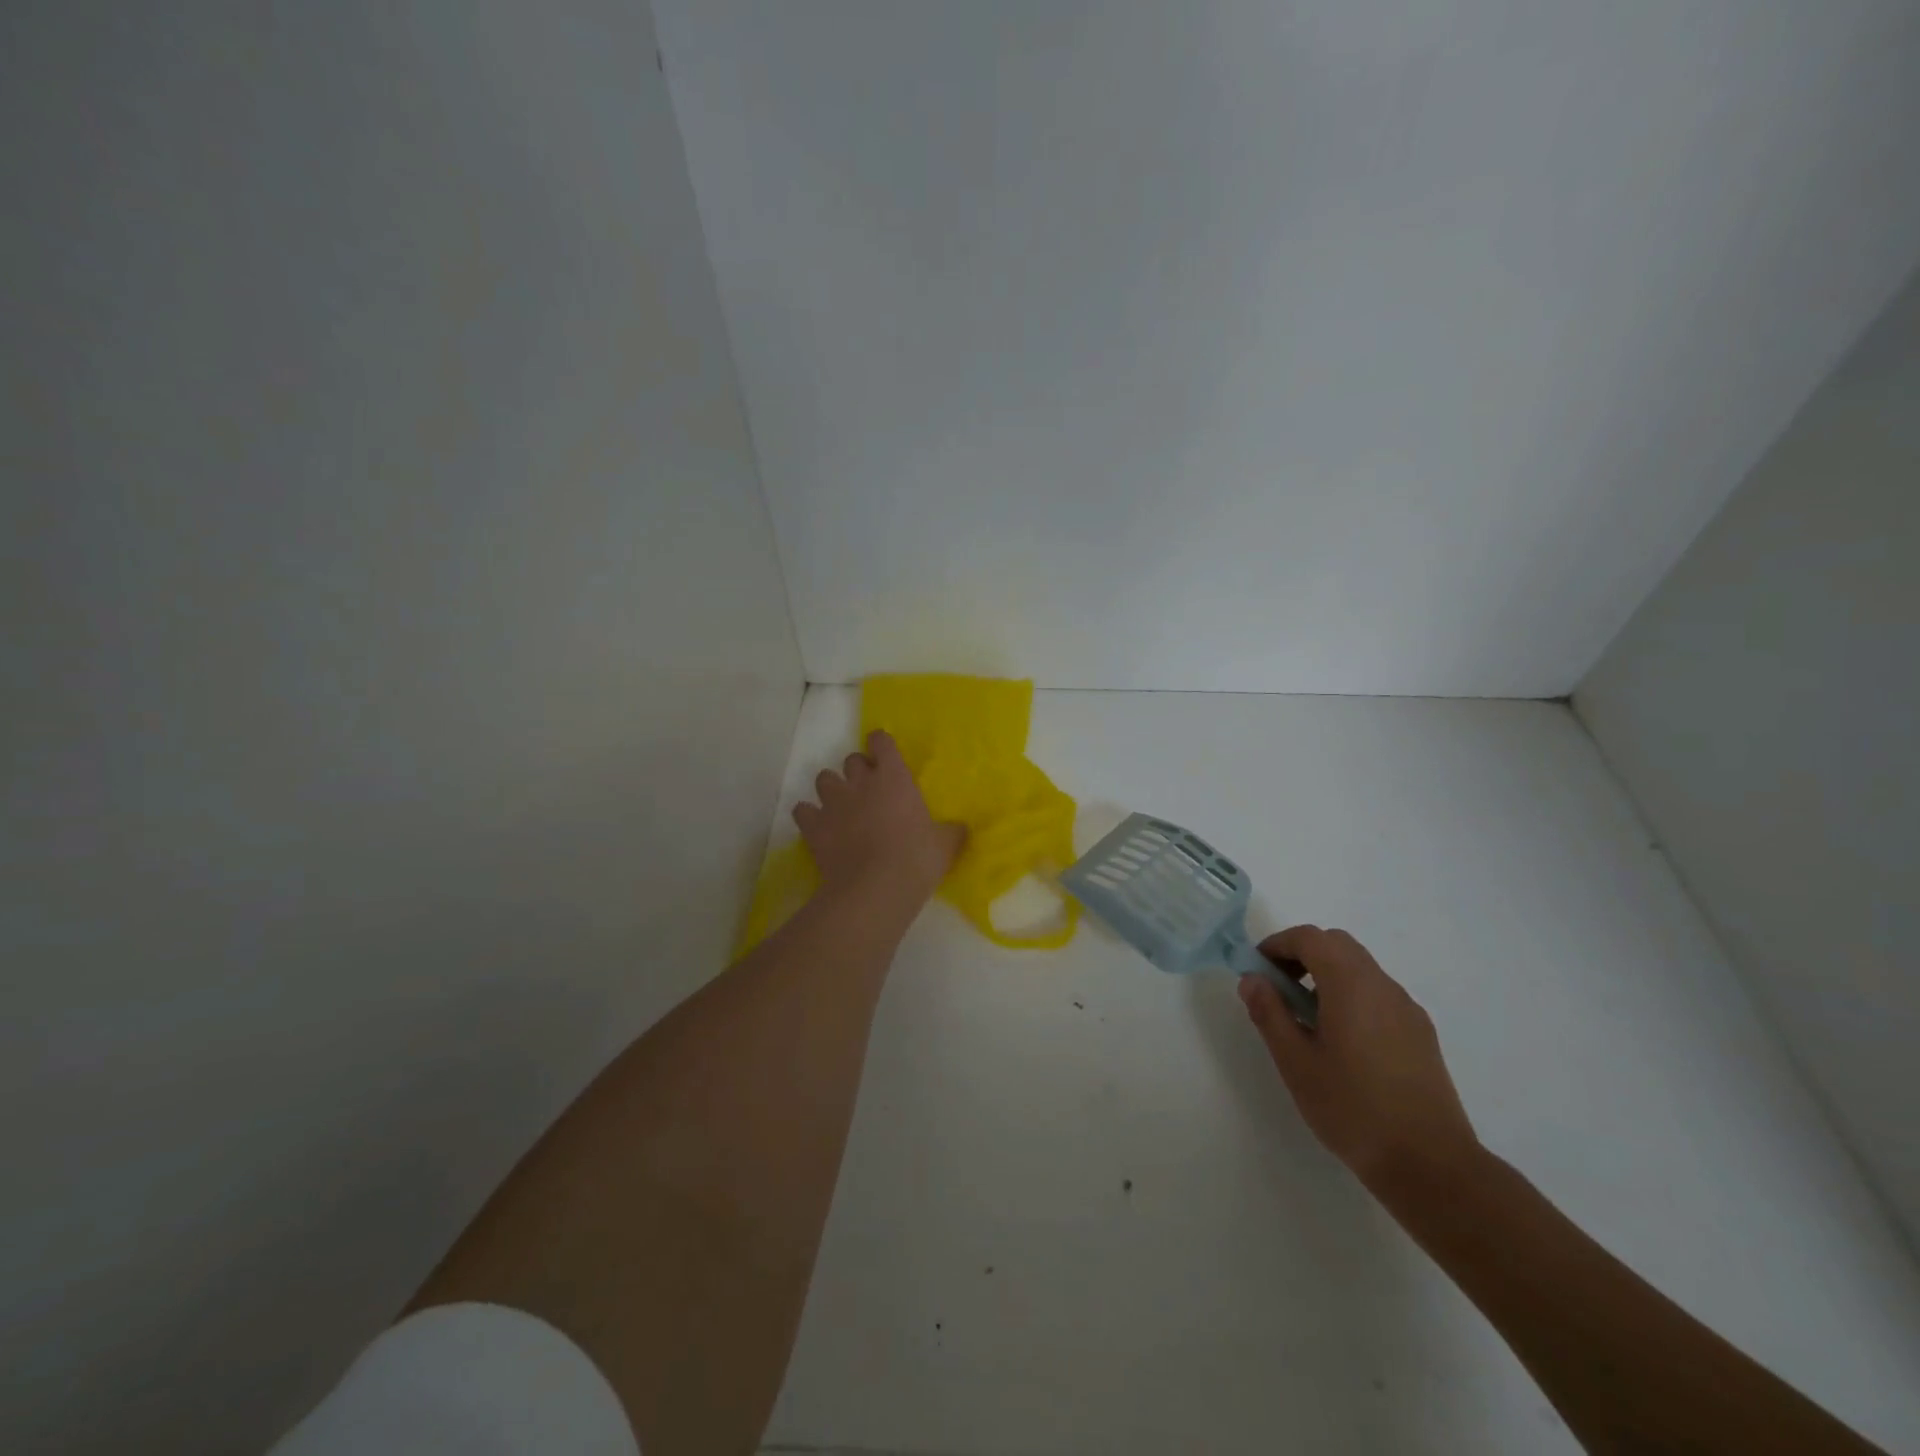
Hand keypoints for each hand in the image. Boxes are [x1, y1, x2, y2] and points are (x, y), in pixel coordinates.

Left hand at [793, 730, 964, 905]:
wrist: (875, 889)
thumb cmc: (916, 859)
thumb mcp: (946, 844)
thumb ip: (951, 831)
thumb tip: (960, 828)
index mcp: (894, 777)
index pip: (882, 742)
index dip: (882, 745)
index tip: (885, 753)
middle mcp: (860, 782)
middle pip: (852, 759)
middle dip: (859, 769)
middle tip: (869, 789)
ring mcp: (833, 803)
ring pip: (824, 779)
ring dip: (832, 788)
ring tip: (841, 805)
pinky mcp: (813, 826)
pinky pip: (802, 810)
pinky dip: (809, 815)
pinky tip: (819, 827)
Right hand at [1239, 925, 1479, 1190]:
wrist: (1430, 1164)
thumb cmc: (1352, 1109)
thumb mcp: (1295, 1062)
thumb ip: (1270, 1013)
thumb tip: (1252, 979)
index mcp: (1350, 985)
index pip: (1310, 938)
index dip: (1278, 944)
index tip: (1257, 970)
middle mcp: (1383, 986)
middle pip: (1338, 945)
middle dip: (1302, 955)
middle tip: (1279, 989)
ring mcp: (1407, 1009)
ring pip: (1360, 968)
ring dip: (1327, 975)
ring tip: (1307, 1020)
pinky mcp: (1421, 1033)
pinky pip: (1378, 994)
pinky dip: (1351, 996)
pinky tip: (1343, 1042)